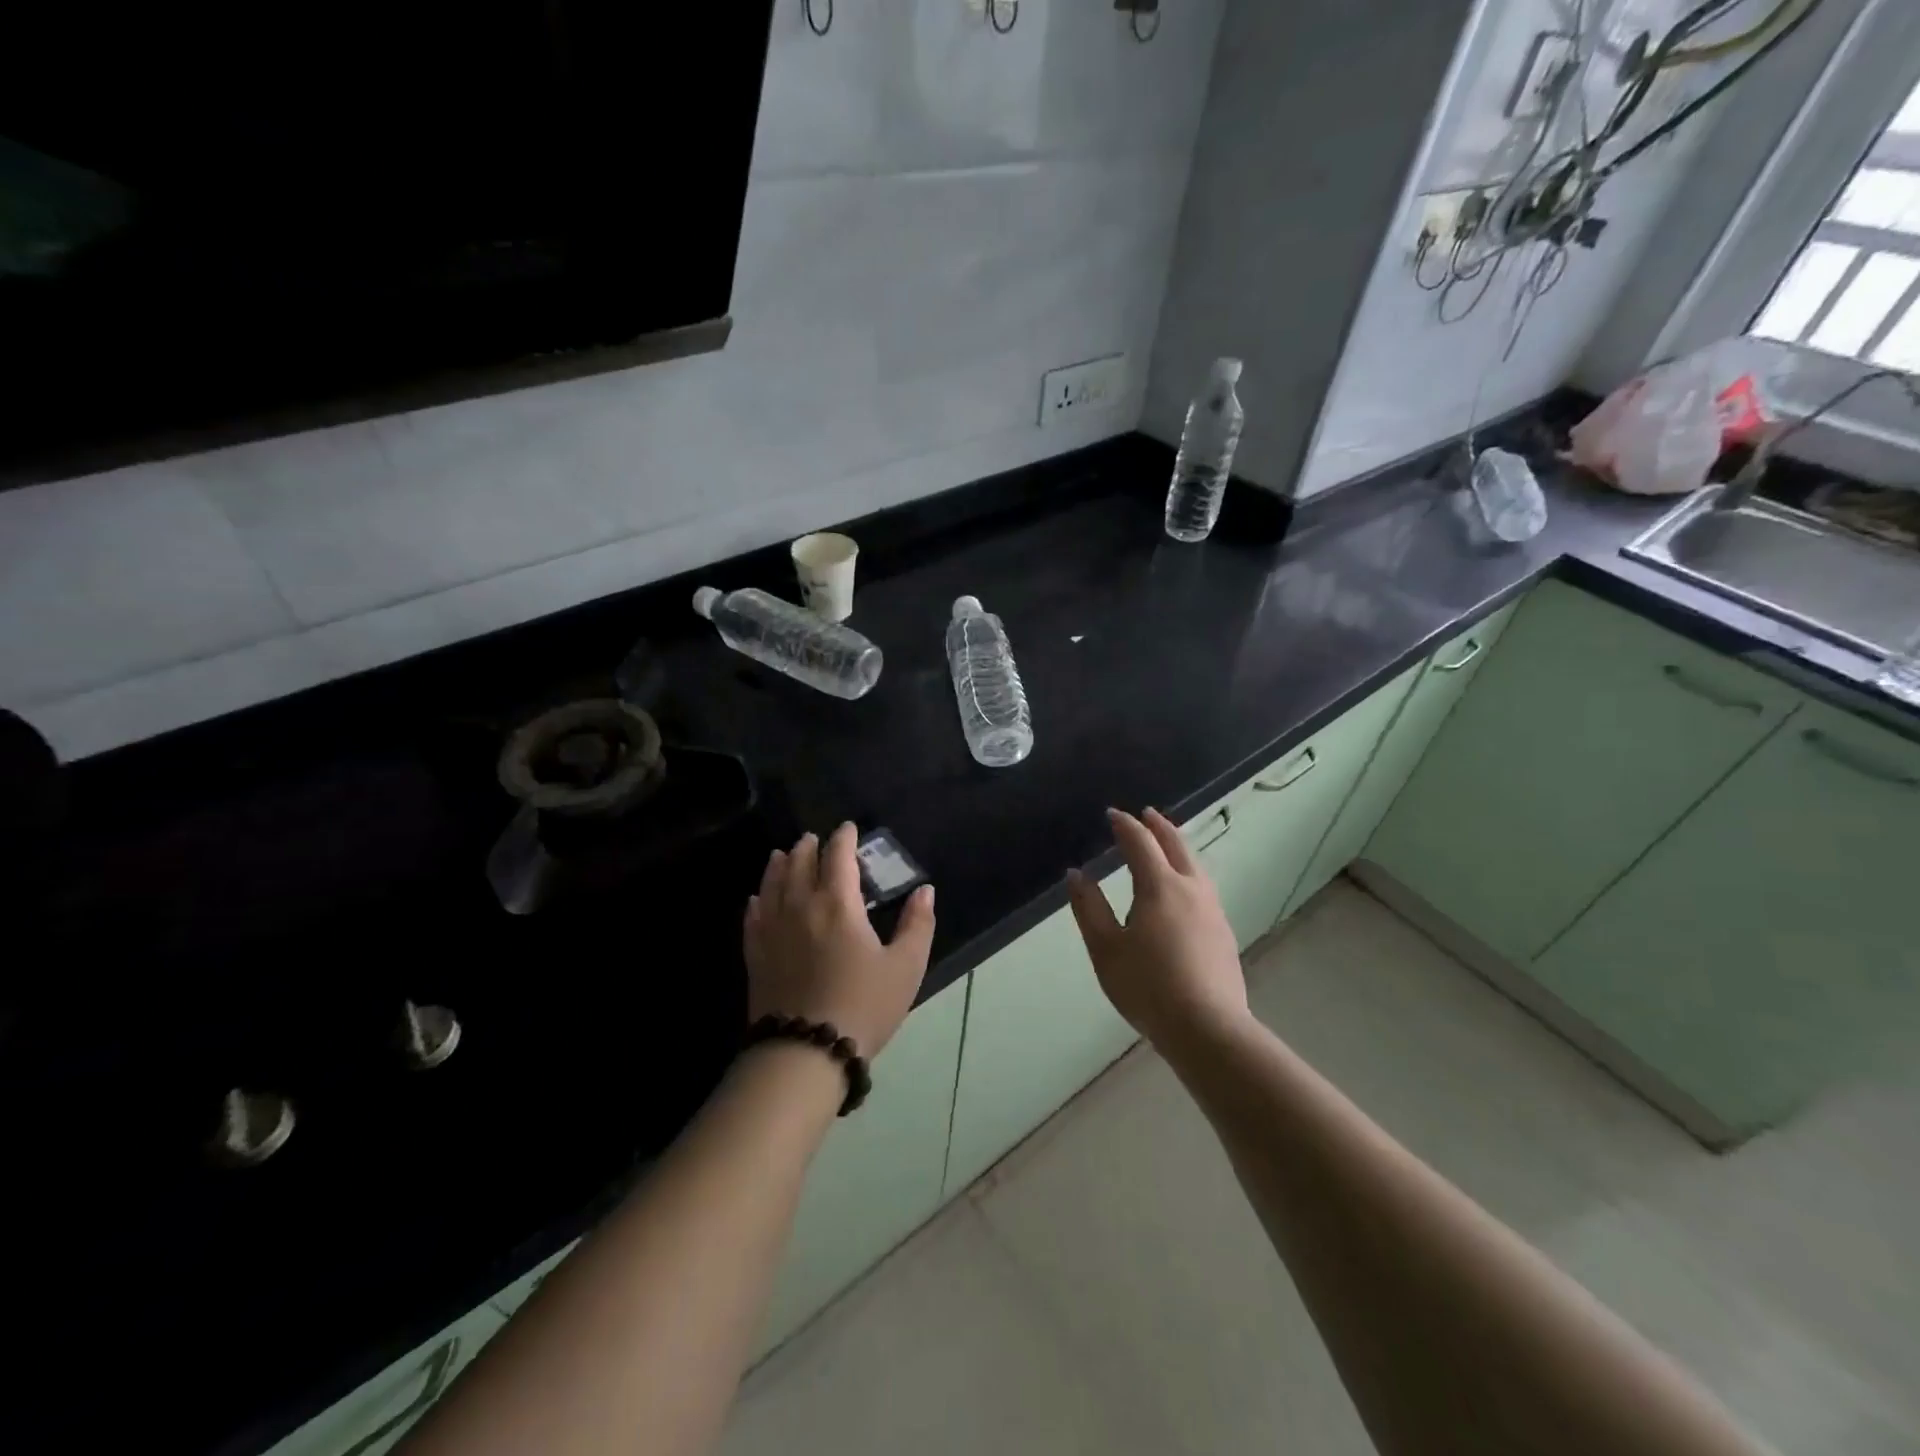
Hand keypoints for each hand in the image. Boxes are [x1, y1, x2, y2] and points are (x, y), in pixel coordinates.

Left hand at [744, 823, 935, 1056]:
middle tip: (815, 838)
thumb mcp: (905, 967)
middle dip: (809, 847)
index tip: (848, 828)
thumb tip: (925, 890)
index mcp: (838, 904)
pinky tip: (757, 898)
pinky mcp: (756, 954)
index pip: (838, 857)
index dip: (844, 838)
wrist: (805, 1052)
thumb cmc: (863, 1006)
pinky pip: (753, 916)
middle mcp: (800, 906)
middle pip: (800, 863)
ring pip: (772, 884)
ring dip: (780, 864)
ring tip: (783, 854)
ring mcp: (773, 929)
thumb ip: (918, 924)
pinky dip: (757, 899)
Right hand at [1066, 808, 1249, 1049]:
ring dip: (1177, 846)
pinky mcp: (1223, 931)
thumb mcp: (1106, 949)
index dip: (1125, 825)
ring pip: (1195, 864)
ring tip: (1166, 843)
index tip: (1112, 814)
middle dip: (1159, 826)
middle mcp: (1191, 889)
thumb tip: (1076, 875)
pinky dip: (1188, 870)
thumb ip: (1089, 908)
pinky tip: (1184, 888)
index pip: (1141, 843)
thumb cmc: (1148, 987)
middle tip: (1145, 814)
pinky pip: (1203, 885)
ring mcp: (1212, 910)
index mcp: (1160, 887)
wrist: (1208, 1028)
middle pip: (1176, 845)